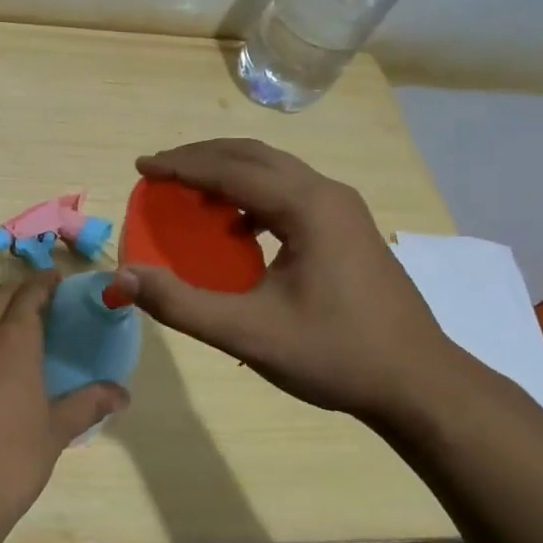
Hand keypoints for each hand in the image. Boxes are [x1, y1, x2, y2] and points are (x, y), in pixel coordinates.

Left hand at [0, 271, 127, 540]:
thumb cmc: (12, 461)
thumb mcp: (56, 432)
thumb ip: (88, 404)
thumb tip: (123, 393)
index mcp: (11, 342)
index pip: (28, 294)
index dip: (43, 282)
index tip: (56, 278)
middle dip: (18, 291)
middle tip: (40, 299)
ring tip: (15, 331)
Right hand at [116, 139, 458, 418]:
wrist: (420, 385)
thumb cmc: (335, 355)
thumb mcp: (249, 333)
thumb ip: (181, 303)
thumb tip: (123, 277)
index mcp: (306, 206)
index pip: (230, 170)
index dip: (180, 166)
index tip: (141, 167)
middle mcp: (327, 193)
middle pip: (253, 156)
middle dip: (200, 158)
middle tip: (158, 170)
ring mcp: (343, 209)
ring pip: (274, 170)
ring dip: (227, 172)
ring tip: (189, 190)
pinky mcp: (348, 228)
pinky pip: (289, 191)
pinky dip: (252, 194)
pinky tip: (237, 229)